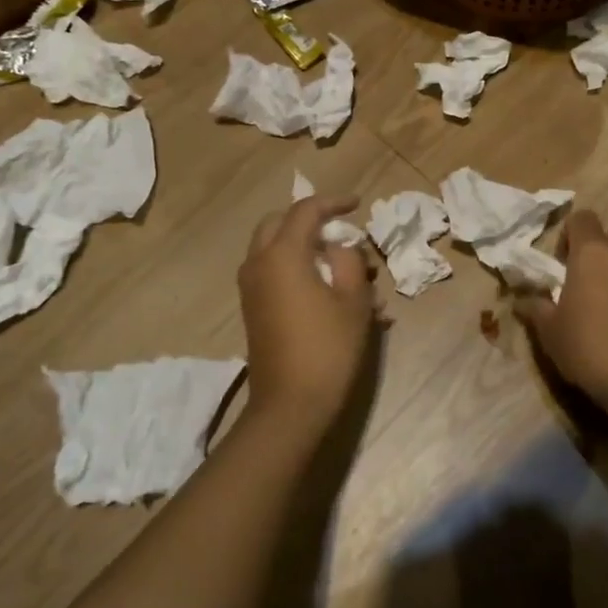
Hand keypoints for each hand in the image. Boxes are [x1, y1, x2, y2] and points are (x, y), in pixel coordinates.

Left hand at [239, 195, 377, 438]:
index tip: (357, 203)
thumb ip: (349, 260)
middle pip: (278, 223)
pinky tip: (329, 291)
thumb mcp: (353, 300)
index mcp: (282, 254)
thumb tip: (339, 246)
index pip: (305, 211)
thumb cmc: (327, 348)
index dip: (333, 202)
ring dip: (303, 246)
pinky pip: (272, 272)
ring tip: (341, 265)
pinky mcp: (253, 308)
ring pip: (273, 248)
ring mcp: (251, 287)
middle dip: (309, 220)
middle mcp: (259, 263)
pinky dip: (296, 267)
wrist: (289, 405)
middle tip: (338, 229)